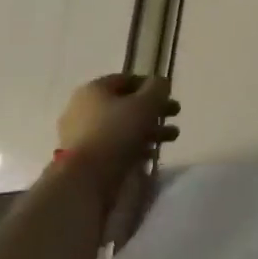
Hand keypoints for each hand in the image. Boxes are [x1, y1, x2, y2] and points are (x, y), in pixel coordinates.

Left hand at [56, 74, 178, 207]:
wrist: (85, 178)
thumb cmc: (116, 132)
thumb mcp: (145, 104)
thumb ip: (157, 89)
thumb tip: (161, 83)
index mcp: (94, 89)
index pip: (126, 80)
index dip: (150, 85)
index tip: (169, 95)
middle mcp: (83, 108)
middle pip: (125, 104)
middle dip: (153, 110)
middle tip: (175, 115)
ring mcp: (82, 135)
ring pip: (122, 127)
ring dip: (148, 130)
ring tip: (171, 138)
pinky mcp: (85, 158)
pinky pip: (114, 146)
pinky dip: (134, 148)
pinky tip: (151, 155)